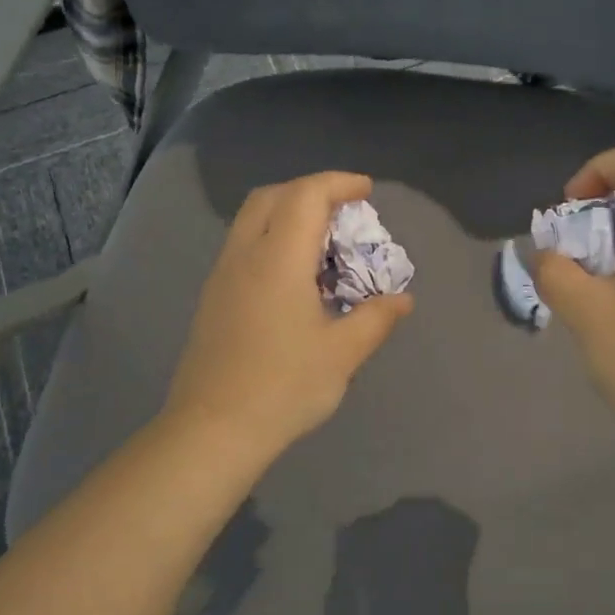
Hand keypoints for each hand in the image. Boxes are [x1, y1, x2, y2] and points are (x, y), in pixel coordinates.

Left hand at [163, 172, 414, 459]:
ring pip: (252, 219)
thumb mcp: (342, 354)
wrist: (212, 430)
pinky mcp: (213, 297)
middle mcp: (245, 255)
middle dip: (311, 190)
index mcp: (278, 259)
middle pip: (272, 196)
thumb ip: (376, 318)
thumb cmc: (283, 387)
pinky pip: (245, 245)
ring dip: (288, 213)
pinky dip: (273, 238)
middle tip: (344, 210)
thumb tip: (402, 299)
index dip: (338, 183)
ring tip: (324, 242)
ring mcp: (222, 275)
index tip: (367, 191)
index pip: (306, 195)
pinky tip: (295, 276)